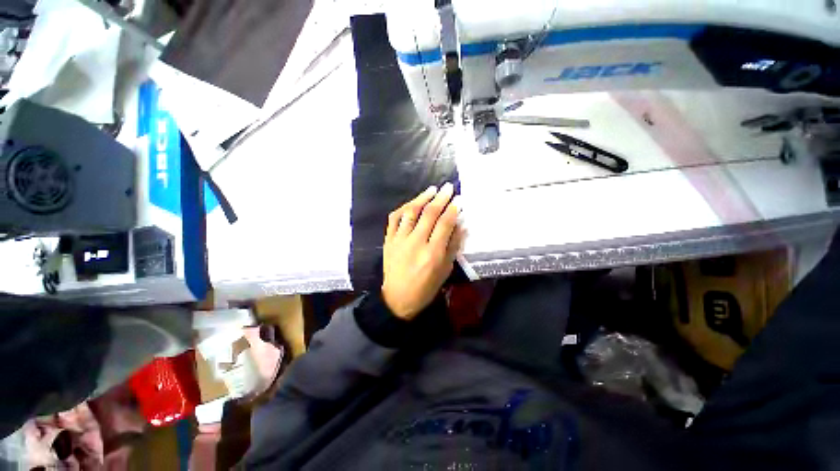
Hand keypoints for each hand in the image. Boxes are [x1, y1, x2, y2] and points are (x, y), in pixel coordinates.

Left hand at [381, 183, 464, 319]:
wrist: (398, 298)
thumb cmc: (426, 288)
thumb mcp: (445, 270)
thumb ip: (453, 246)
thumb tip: (460, 225)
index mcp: (432, 253)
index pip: (444, 224)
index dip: (453, 209)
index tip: (458, 200)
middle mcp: (416, 243)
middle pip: (429, 214)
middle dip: (441, 198)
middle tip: (448, 187)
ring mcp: (399, 240)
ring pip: (411, 212)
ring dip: (422, 198)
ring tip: (431, 189)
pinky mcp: (388, 240)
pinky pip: (394, 218)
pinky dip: (403, 208)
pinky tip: (412, 202)